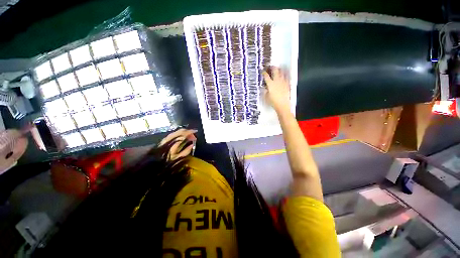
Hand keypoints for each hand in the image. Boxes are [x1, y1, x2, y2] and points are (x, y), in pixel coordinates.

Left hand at [159, 129, 196, 161]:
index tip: (196, 131)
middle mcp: (169, 138)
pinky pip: (174, 133)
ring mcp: (166, 138)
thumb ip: (186, 151)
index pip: (184, 134)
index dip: (190, 132)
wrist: (152, 163)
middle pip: (180, 131)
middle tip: (193, 134)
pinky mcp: (164, 140)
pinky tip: (182, 136)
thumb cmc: (166, 162)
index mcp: (174, 143)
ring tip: (189, 135)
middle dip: (187, 131)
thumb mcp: (178, 158)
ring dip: (183, 132)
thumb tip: (192, 144)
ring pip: (176, 131)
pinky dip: (179, 133)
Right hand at [262, 67, 290, 113]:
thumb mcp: (266, 97)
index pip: (266, 76)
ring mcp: (283, 82)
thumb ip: (265, 91)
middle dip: (272, 67)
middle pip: (275, 71)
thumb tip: (265, 87)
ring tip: (278, 69)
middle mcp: (277, 81)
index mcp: (270, 84)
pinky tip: (284, 74)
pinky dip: (284, 74)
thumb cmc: (273, 102)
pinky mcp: (287, 84)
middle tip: (271, 67)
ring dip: (279, 69)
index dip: (263, 72)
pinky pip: (286, 77)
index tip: (262, 71)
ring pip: (281, 72)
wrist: (282, 105)